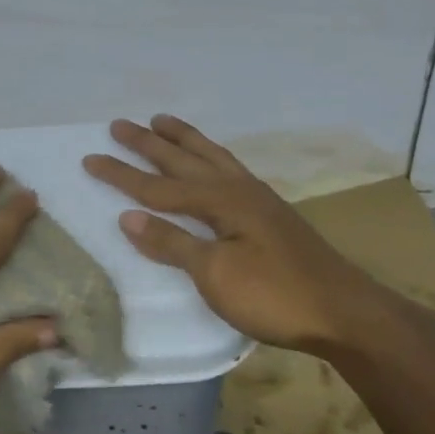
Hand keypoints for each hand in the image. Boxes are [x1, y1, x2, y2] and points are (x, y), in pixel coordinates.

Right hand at [84, 115, 402, 356]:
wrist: (344, 312)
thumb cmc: (274, 296)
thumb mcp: (215, 274)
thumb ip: (172, 242)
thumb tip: (128, 217)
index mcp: (220, 201)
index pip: (158, 187)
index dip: (122, 174)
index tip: (90, 158)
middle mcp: (238, 189)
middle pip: (184, 161)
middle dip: (149, 144)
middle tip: (119, 124)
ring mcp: (258, 199)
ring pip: (212, 158)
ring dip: (184, 140)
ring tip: (162, 121)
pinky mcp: (271, 214)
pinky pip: (229, 170)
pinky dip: (211, 157)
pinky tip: (212, 163)